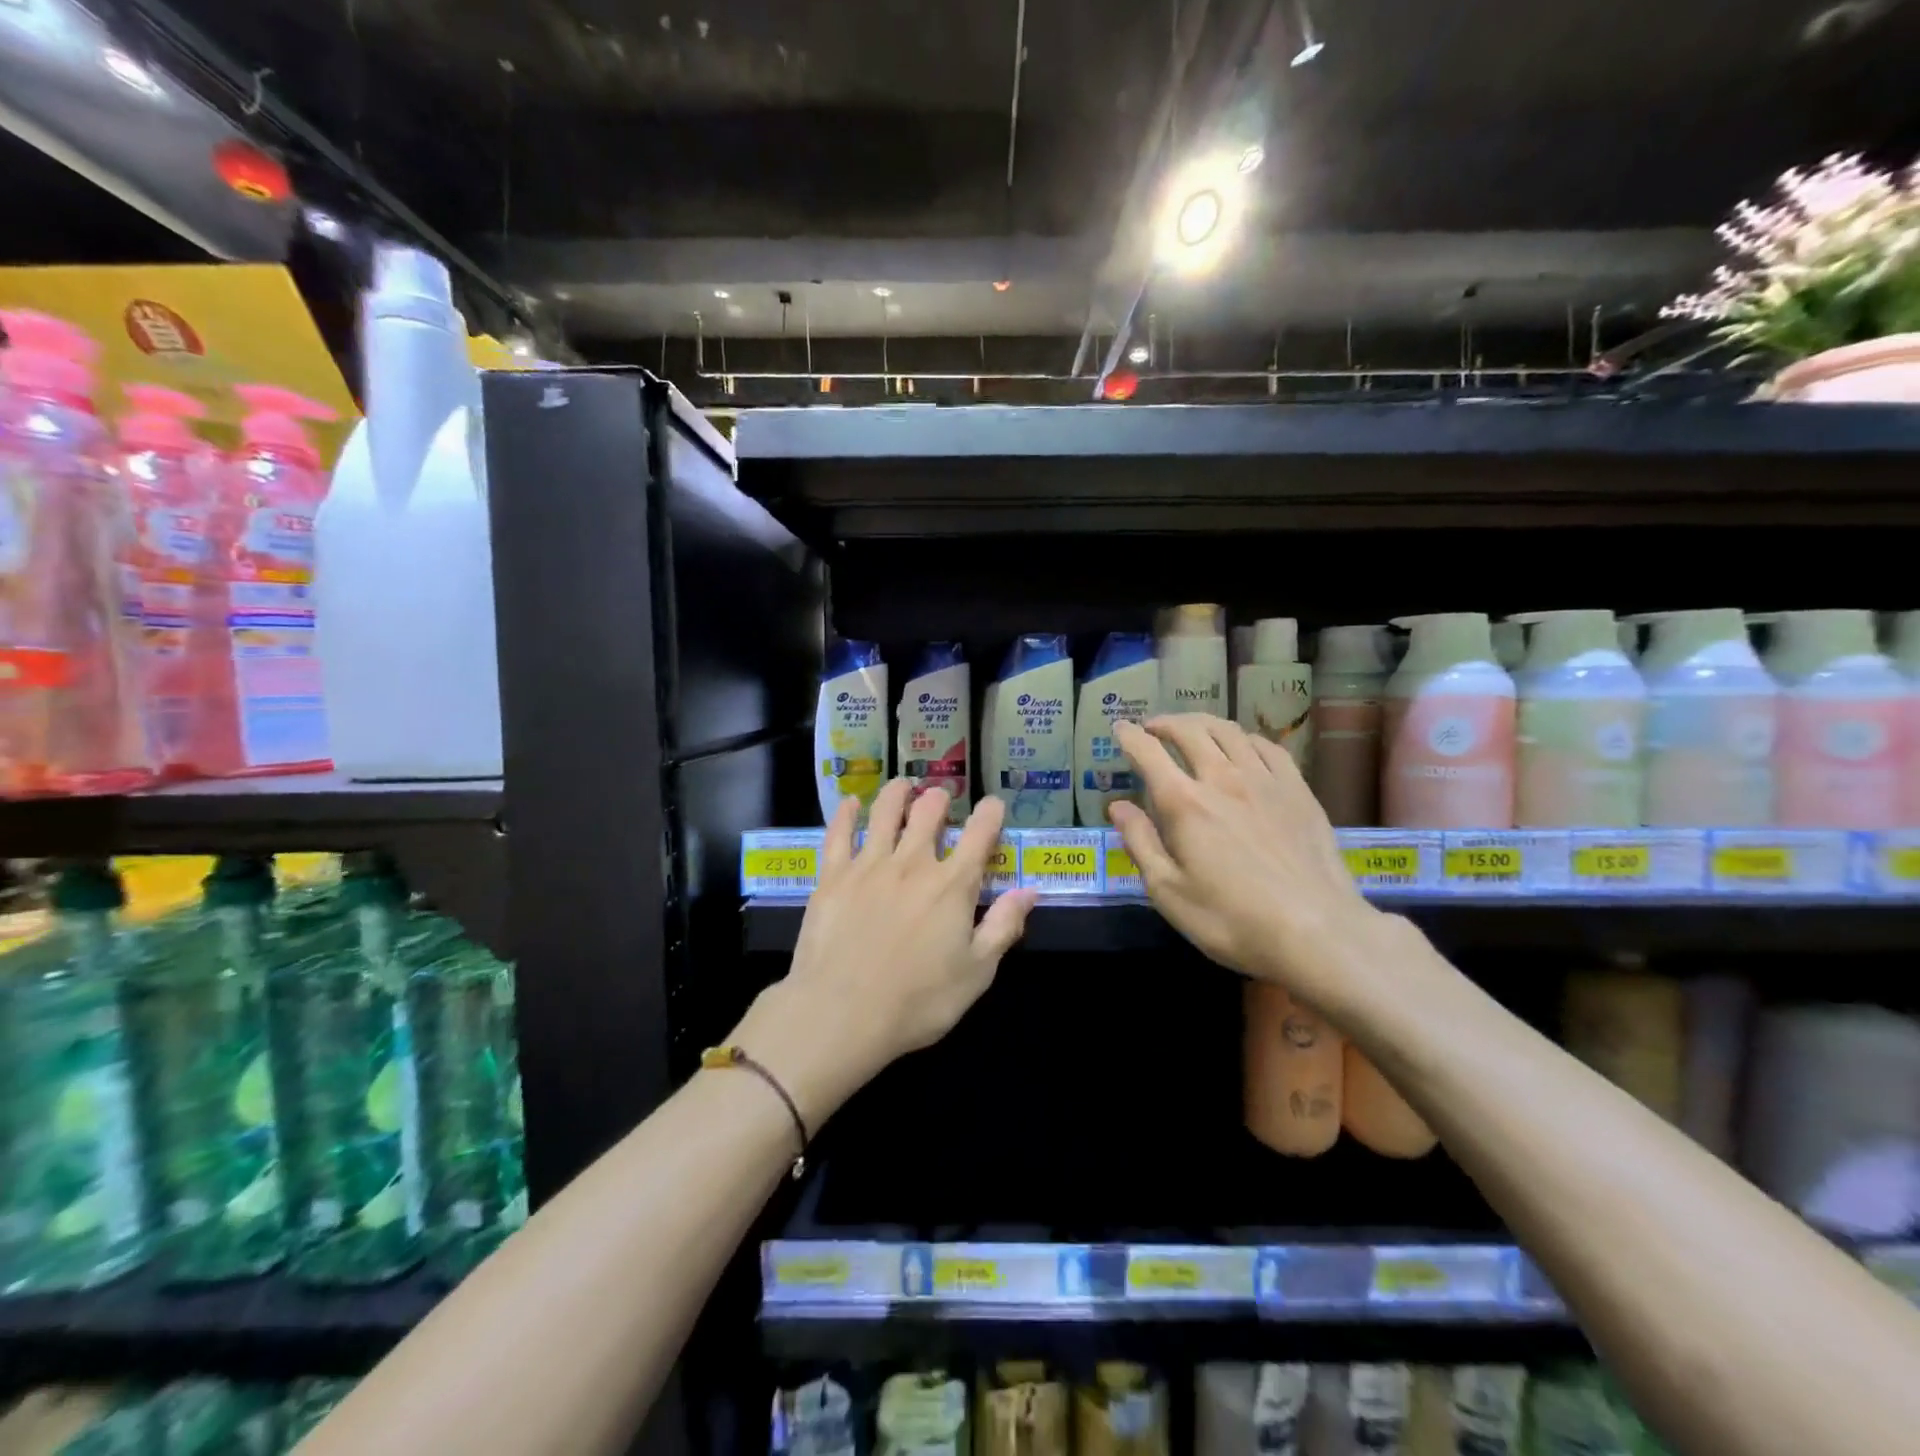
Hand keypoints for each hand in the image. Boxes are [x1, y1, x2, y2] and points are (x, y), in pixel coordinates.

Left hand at [737, 781, 1037, 1126]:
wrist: (842, 1013)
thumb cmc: (917, 1001)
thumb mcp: (976, 973)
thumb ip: (1003, 927)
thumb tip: (1029, 891)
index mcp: (952, 886)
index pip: (978, 837)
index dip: (989, 815)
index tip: (993, 803)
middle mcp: (913, 864)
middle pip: (928, 815)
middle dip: (939, 799)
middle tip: (941, 794)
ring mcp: (869, 866)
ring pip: (885, 814)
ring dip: (897, 793)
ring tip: (903, 783)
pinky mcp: (833, 876)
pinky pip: (839, 834)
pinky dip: (847, 814)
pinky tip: (851, 802)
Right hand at [1108, 715, 1384, 1009]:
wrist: (1317, 932)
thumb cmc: (1232, 920)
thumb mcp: (1168, 892)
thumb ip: (1140, 843)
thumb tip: (1117, 805)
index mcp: (1184, 803)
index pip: (1148, 753)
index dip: (1129, 736)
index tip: (1119, 728)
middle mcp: (1222, 779)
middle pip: (1189, 731)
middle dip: (1164, 723)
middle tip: (1152, 728)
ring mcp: (1265, 781)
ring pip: (1229, 731)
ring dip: (1202, 723)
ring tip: (1191, 729)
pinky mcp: (1298, 790)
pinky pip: (1268, 747)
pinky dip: (1244, 738)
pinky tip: (1241, 746)